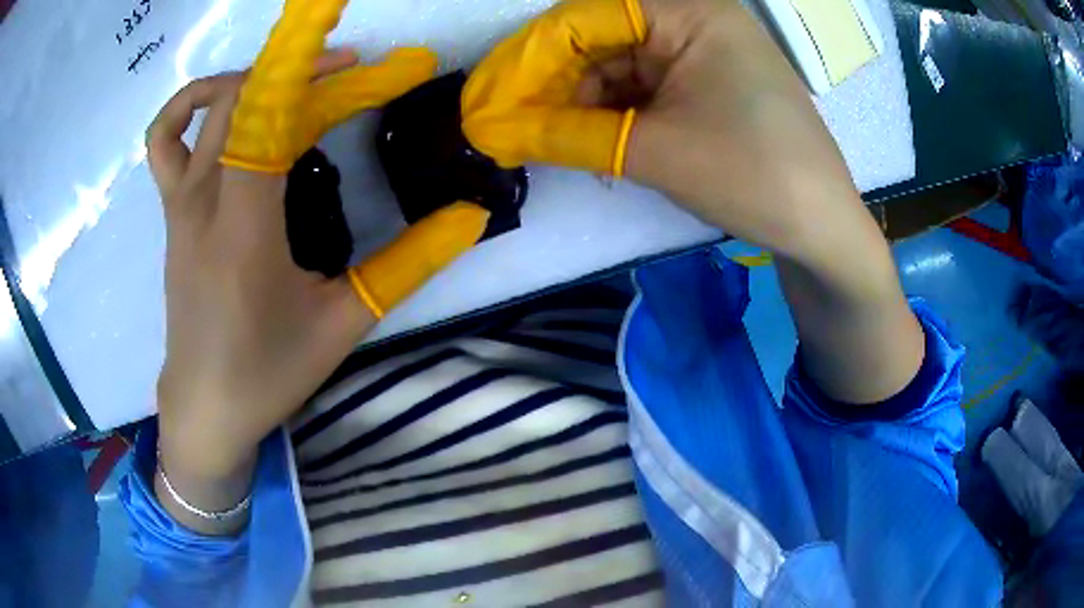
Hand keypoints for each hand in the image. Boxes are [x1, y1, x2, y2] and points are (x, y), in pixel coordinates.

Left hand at [148, 52, 376, 482]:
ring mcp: (181, 202)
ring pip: (206, 107)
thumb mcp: (343, 322)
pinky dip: (189, 107)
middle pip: (251, 98)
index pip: (274, 113)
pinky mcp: (172, 212)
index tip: (373, 53)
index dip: (319, 69)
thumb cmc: (268, 372)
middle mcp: (205, 198)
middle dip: (310, 71)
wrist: (205, 406)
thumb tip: (468, 217)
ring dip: (254, 76)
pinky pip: (164, 141)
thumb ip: (407, 265)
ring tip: (295, 81)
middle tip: (362, 74)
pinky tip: (222, 108)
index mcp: (245, 223)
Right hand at [463, 0, 862, 262]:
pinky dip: (616, 112)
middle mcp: (696, 19)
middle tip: (512, 126)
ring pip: (621, 65)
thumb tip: (495, 131)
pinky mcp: (710, 82)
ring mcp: (705, 50)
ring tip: (549, 142)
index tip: (490, 100)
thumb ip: (568, 133)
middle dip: (555, 83)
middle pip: (602, 38)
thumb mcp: (653, 150)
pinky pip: (647, 85)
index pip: (585, 17)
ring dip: (583, 102)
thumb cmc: (750, 175)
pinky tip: (594, 141)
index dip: (530, 58)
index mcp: (689, 13)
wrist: (821, 227)